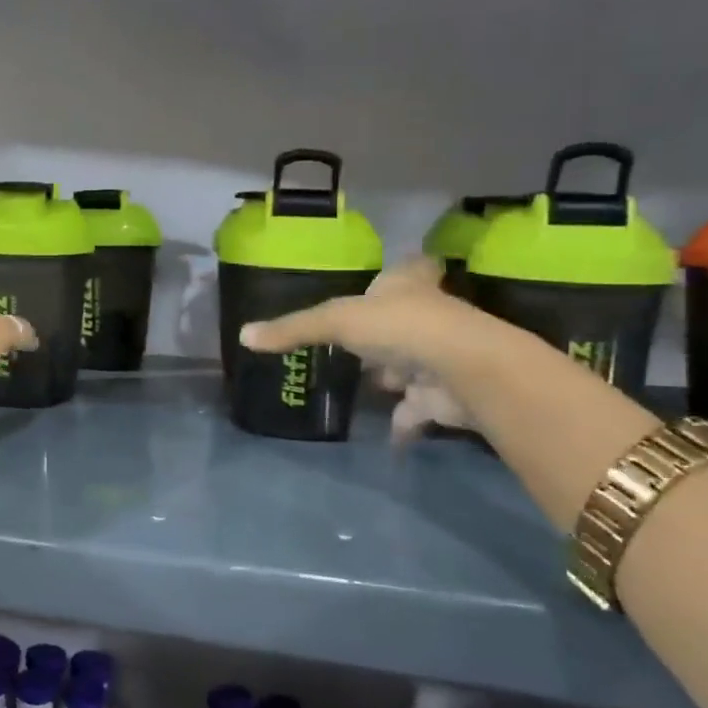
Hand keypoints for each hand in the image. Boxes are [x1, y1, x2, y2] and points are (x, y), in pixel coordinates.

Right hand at [239, 258, 479, 443]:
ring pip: (412, 364)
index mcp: (407, 285)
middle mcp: (430, 315)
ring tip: (371, 383)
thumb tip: (244, 336)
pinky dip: (403, 423)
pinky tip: (386, 438)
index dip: (403, 272)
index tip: (390, 277)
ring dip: (395, 375)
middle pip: (407, 318)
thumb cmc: (400, 327)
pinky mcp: (445, 395)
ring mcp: (441, 356)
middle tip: (361, 342)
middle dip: (386, 332)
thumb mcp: (335, 321)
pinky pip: (417, 410)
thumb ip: (293, 330)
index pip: (409, 269)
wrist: (464, 370)